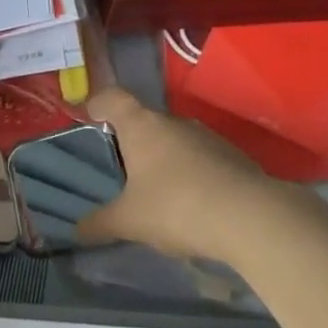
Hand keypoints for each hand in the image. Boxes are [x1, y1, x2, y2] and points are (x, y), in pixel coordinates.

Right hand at [76, 88, 325, 262]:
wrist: (251, 218)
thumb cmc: (176, 207)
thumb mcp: (130, 221)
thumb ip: (101, 223)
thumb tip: (76, 229)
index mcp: (141, 126)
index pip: (113, 98)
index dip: (99, 103)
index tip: (90, 115)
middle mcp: (174, 122)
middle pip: (145, 121)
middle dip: (133, 141)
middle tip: (121, 168)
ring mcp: (207, 137)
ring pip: (175, 141)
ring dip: (164, 159)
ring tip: (156, 191)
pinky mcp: (233, 156)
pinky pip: (201, 159)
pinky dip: (191, 174)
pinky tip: (191, 203)